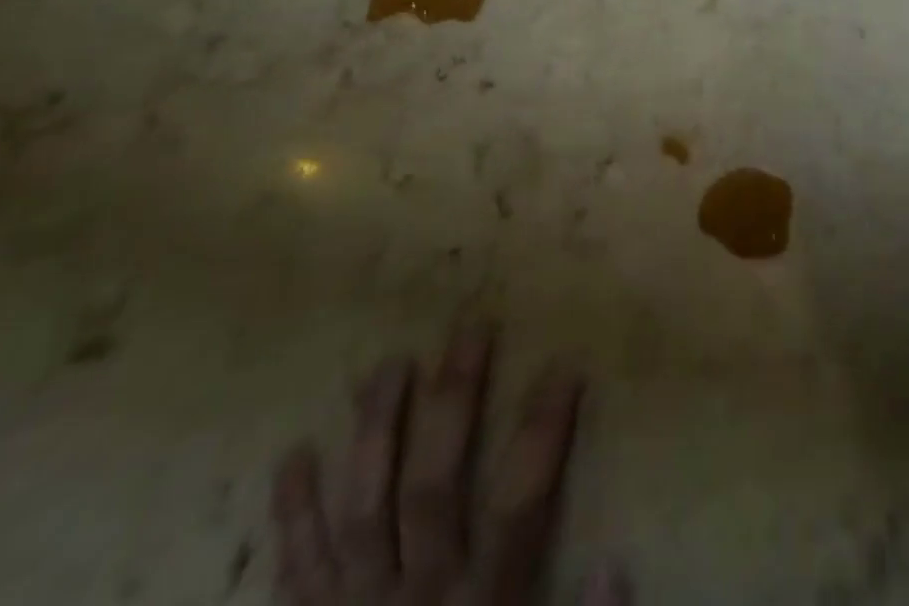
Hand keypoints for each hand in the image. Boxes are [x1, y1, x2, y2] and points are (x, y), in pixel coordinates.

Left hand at [271, 322, 625, 605]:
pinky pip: (294, 571)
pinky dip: (292, 514)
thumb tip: (616, 564)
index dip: (542, 434)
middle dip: (454, 403)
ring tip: (389, 365)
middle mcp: (413, 600)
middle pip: (432, 486)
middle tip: (471, 329)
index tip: (565, 366)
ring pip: (361, 509)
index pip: (520, 505)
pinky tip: (292, 455)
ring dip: (375, 433)